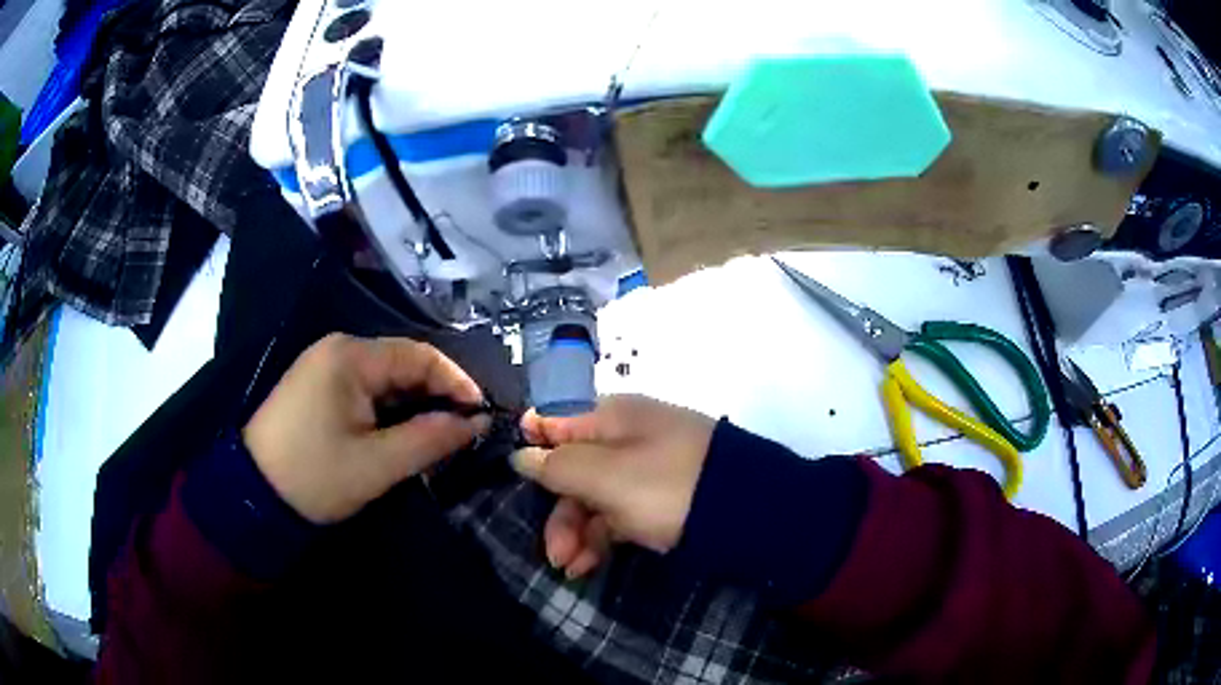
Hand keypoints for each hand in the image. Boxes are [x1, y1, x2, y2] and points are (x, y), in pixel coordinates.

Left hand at [243, 334, 489, 523]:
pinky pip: (367, 390)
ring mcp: (325, 367)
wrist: (252, 495)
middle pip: (403, 364)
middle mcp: (338, 350)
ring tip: (440, 438)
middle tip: (464, 432)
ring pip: (387, 379)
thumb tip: (477, 422)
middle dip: (437, 396)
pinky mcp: (319, 387)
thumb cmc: (314, 476)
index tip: (482, 415)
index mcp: (350, 357)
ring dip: (415, 406)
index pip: (419, 355)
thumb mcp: (377, 464)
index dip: (457, 382)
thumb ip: (431, 439)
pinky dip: (391, 411)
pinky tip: (404, 435)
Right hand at [512, 395, 714, 578]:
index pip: (555, 422)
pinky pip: (618, 514)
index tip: (516, 482)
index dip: (532, 450)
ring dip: (576, 532)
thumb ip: (557, 465)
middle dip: (557, 512)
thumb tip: (522, 453)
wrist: (747, 513)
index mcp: (610, 416)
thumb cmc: (666, 486)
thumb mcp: (605, 475)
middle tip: (553, 554)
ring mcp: (645, 470)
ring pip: (594, 497)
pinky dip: (602, 537)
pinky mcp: (660, 500)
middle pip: (573, 469)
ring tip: (570, 568)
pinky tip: (589, 564)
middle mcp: (625, 437)